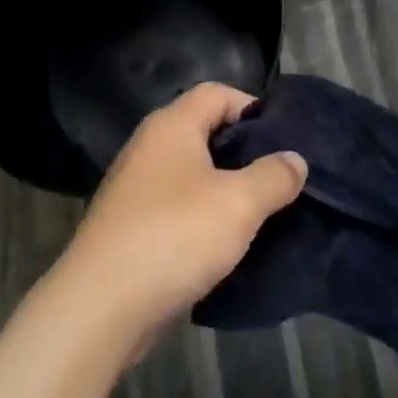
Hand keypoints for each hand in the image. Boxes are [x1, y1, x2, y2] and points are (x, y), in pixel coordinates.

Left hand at [58, 83, 307, 341]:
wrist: (102, 304)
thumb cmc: (175, 236)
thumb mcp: (239, 203)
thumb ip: (273, 176)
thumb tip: (295, 159)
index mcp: (171, 125)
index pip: (217, 93)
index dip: (253, 108)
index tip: (285, 139)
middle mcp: (150, 146)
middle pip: (205, 132)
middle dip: (245, 153)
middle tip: (282, 179)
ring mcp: (136, 186)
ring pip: (192, 173)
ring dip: (226, 189)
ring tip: (264, 213)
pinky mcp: (131, 224)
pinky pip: (178, 207)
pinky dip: (204, 217)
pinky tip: (228, 244)